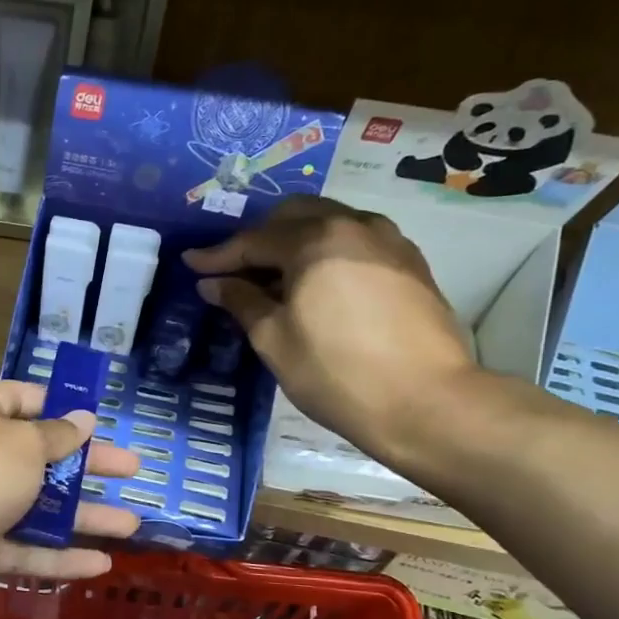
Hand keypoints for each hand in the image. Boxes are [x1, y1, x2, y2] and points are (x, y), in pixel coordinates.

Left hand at [0, 381, 141, 618]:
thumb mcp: (22, 444)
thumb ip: (55, 436)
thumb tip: (83, 420)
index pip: (20, 400)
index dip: (57, 405)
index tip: (95, 417)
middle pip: (40, 458)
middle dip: (87, 465)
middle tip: (131, 470)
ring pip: (38, 511)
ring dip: (83, 517)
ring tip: (132, 523)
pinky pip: (24, 553)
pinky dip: (60, 559)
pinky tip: (101, 564)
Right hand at [182, 197, 477, 468]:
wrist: (427, 402)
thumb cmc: (336, 373)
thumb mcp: (274, 340)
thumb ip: (241, 302)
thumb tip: (213, 283)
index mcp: (315, 241)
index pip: (254, 240)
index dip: (218, 255)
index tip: (191, 264)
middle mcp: (354, 226)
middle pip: (295, 215)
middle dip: (259, 237)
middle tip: (235, 269)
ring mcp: (389, 241)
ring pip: (330, 222)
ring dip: (296, 240)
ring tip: (276, 276)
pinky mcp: (411, 263)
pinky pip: (357, 240)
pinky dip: (328, 251)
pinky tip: (319, 283)